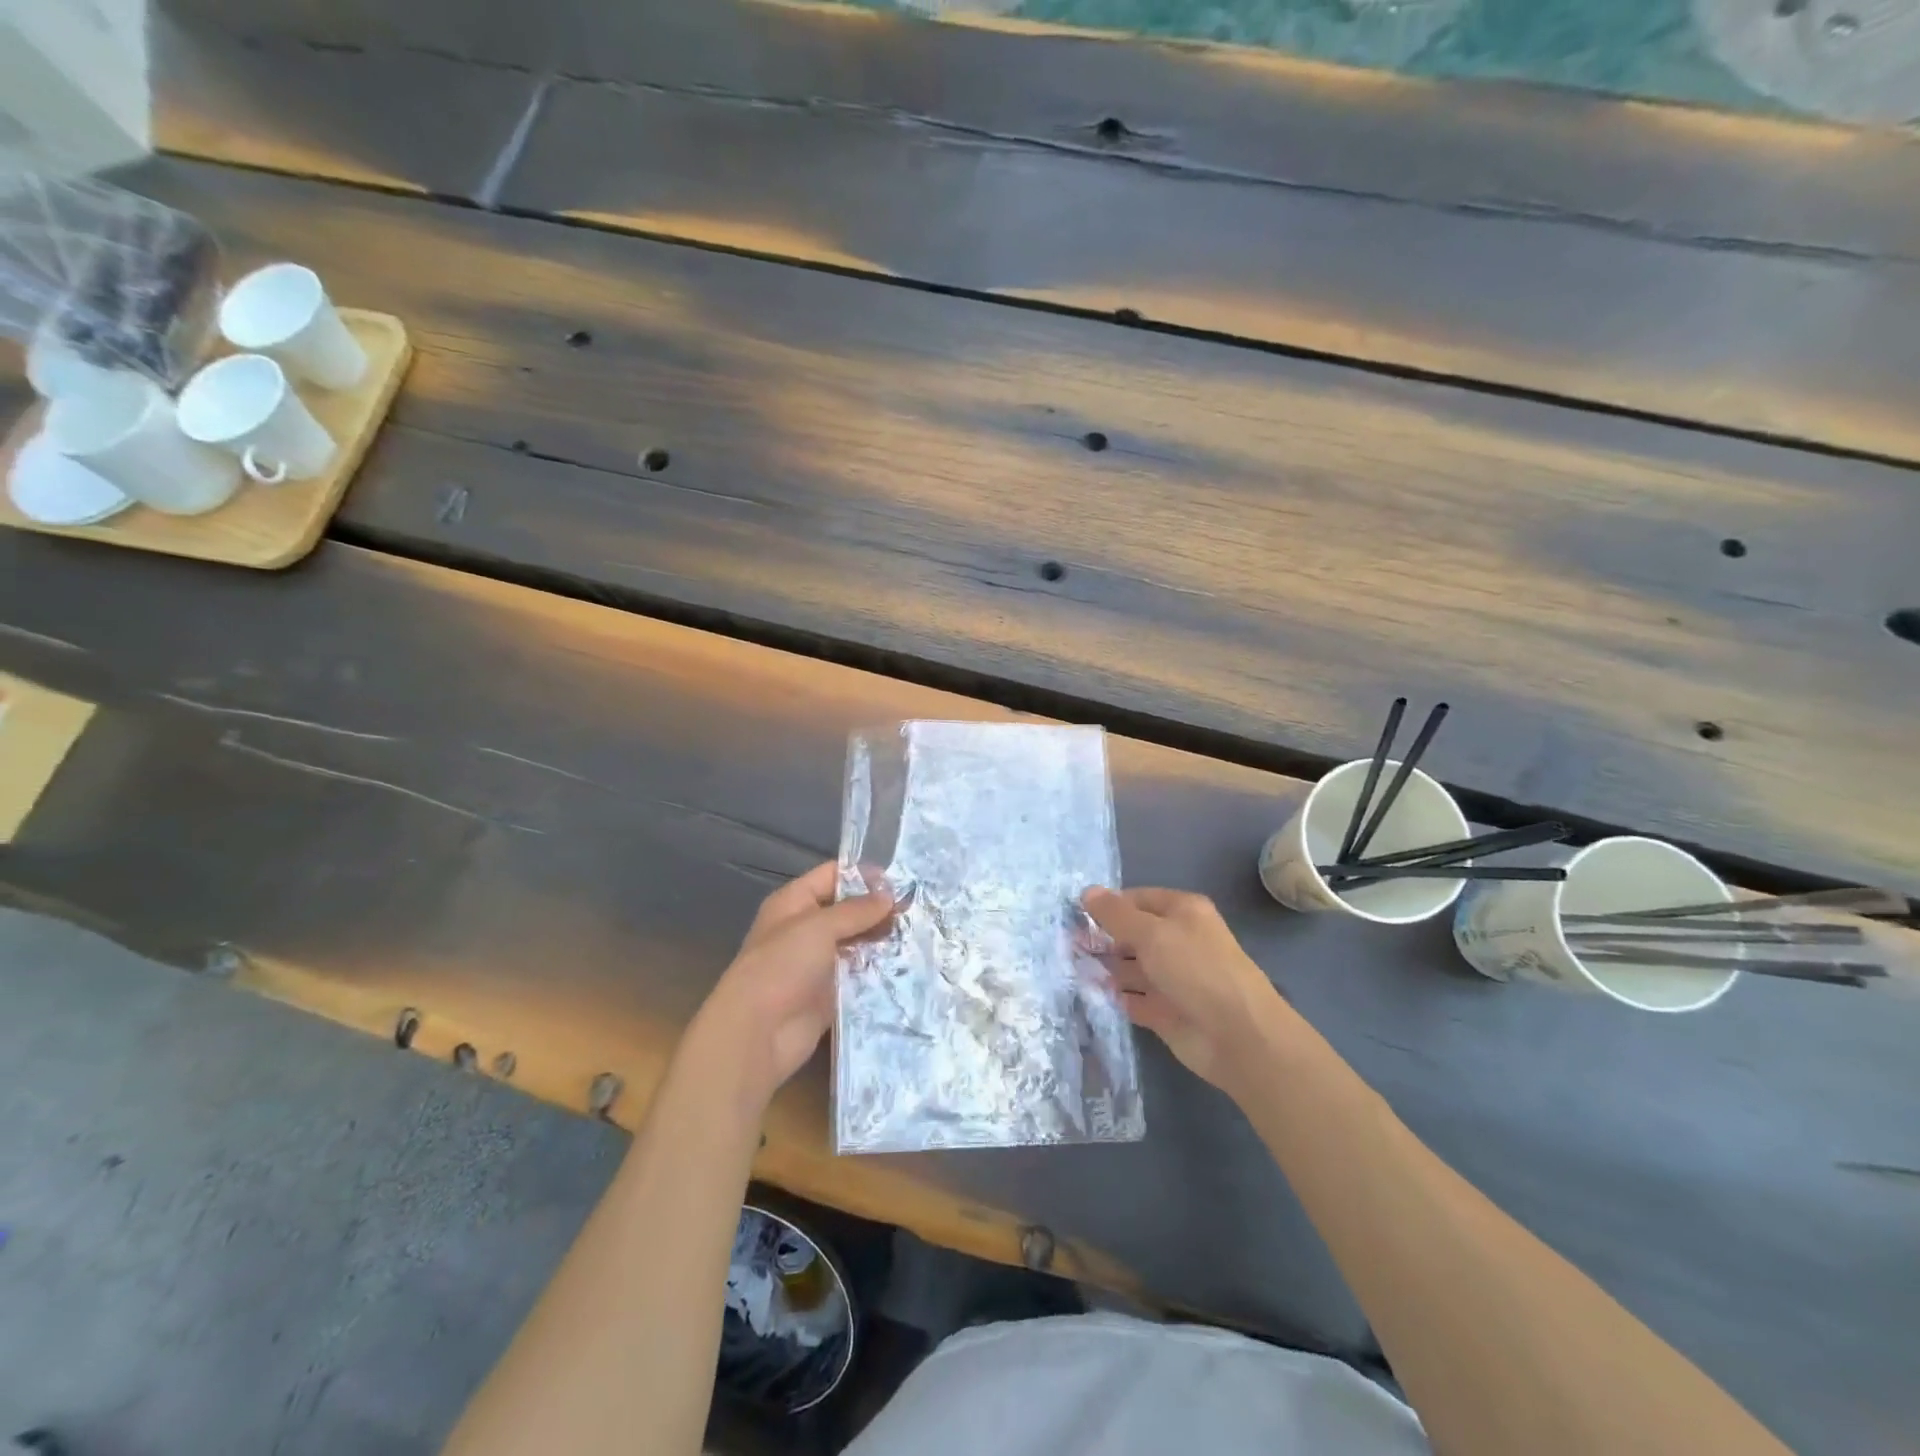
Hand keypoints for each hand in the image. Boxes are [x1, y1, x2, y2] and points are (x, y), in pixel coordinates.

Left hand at [693, 862, 893, 1109]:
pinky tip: (908, 964)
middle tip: (917, 909)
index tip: (901, 881)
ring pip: (856, 943)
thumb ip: (855, 910)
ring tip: (918, 933)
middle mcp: (806, 929)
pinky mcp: (830, 993)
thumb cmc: (782, 967)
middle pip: (847, 910)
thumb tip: (889, 895)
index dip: (863, 875)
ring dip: (882, 939)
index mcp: (794, 903)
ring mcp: (818, 962)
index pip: (832, 876)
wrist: (757, 1034)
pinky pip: (859, 974)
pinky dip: (879, 969)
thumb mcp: (818, 927)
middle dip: (878, 909)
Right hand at [1083, 887, 1294, 1092]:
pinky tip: (1088, 993)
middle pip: (1132, 934)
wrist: (1237, 1035)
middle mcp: (1176, 941)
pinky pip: (1132, 998)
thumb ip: (1116, 914)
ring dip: (1104, 967)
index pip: (1137, 900)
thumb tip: (1087, 891)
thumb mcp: (1152, 933)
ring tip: (1070, 967)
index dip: (1108, 906)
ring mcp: (1171, 978)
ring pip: (1129, 967)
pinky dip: (1113, 996)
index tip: (1074, 915)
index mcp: (1182, 912)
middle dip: (1101, 938)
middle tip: (1065, 944)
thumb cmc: (1195, 969)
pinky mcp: (1164, 1010)